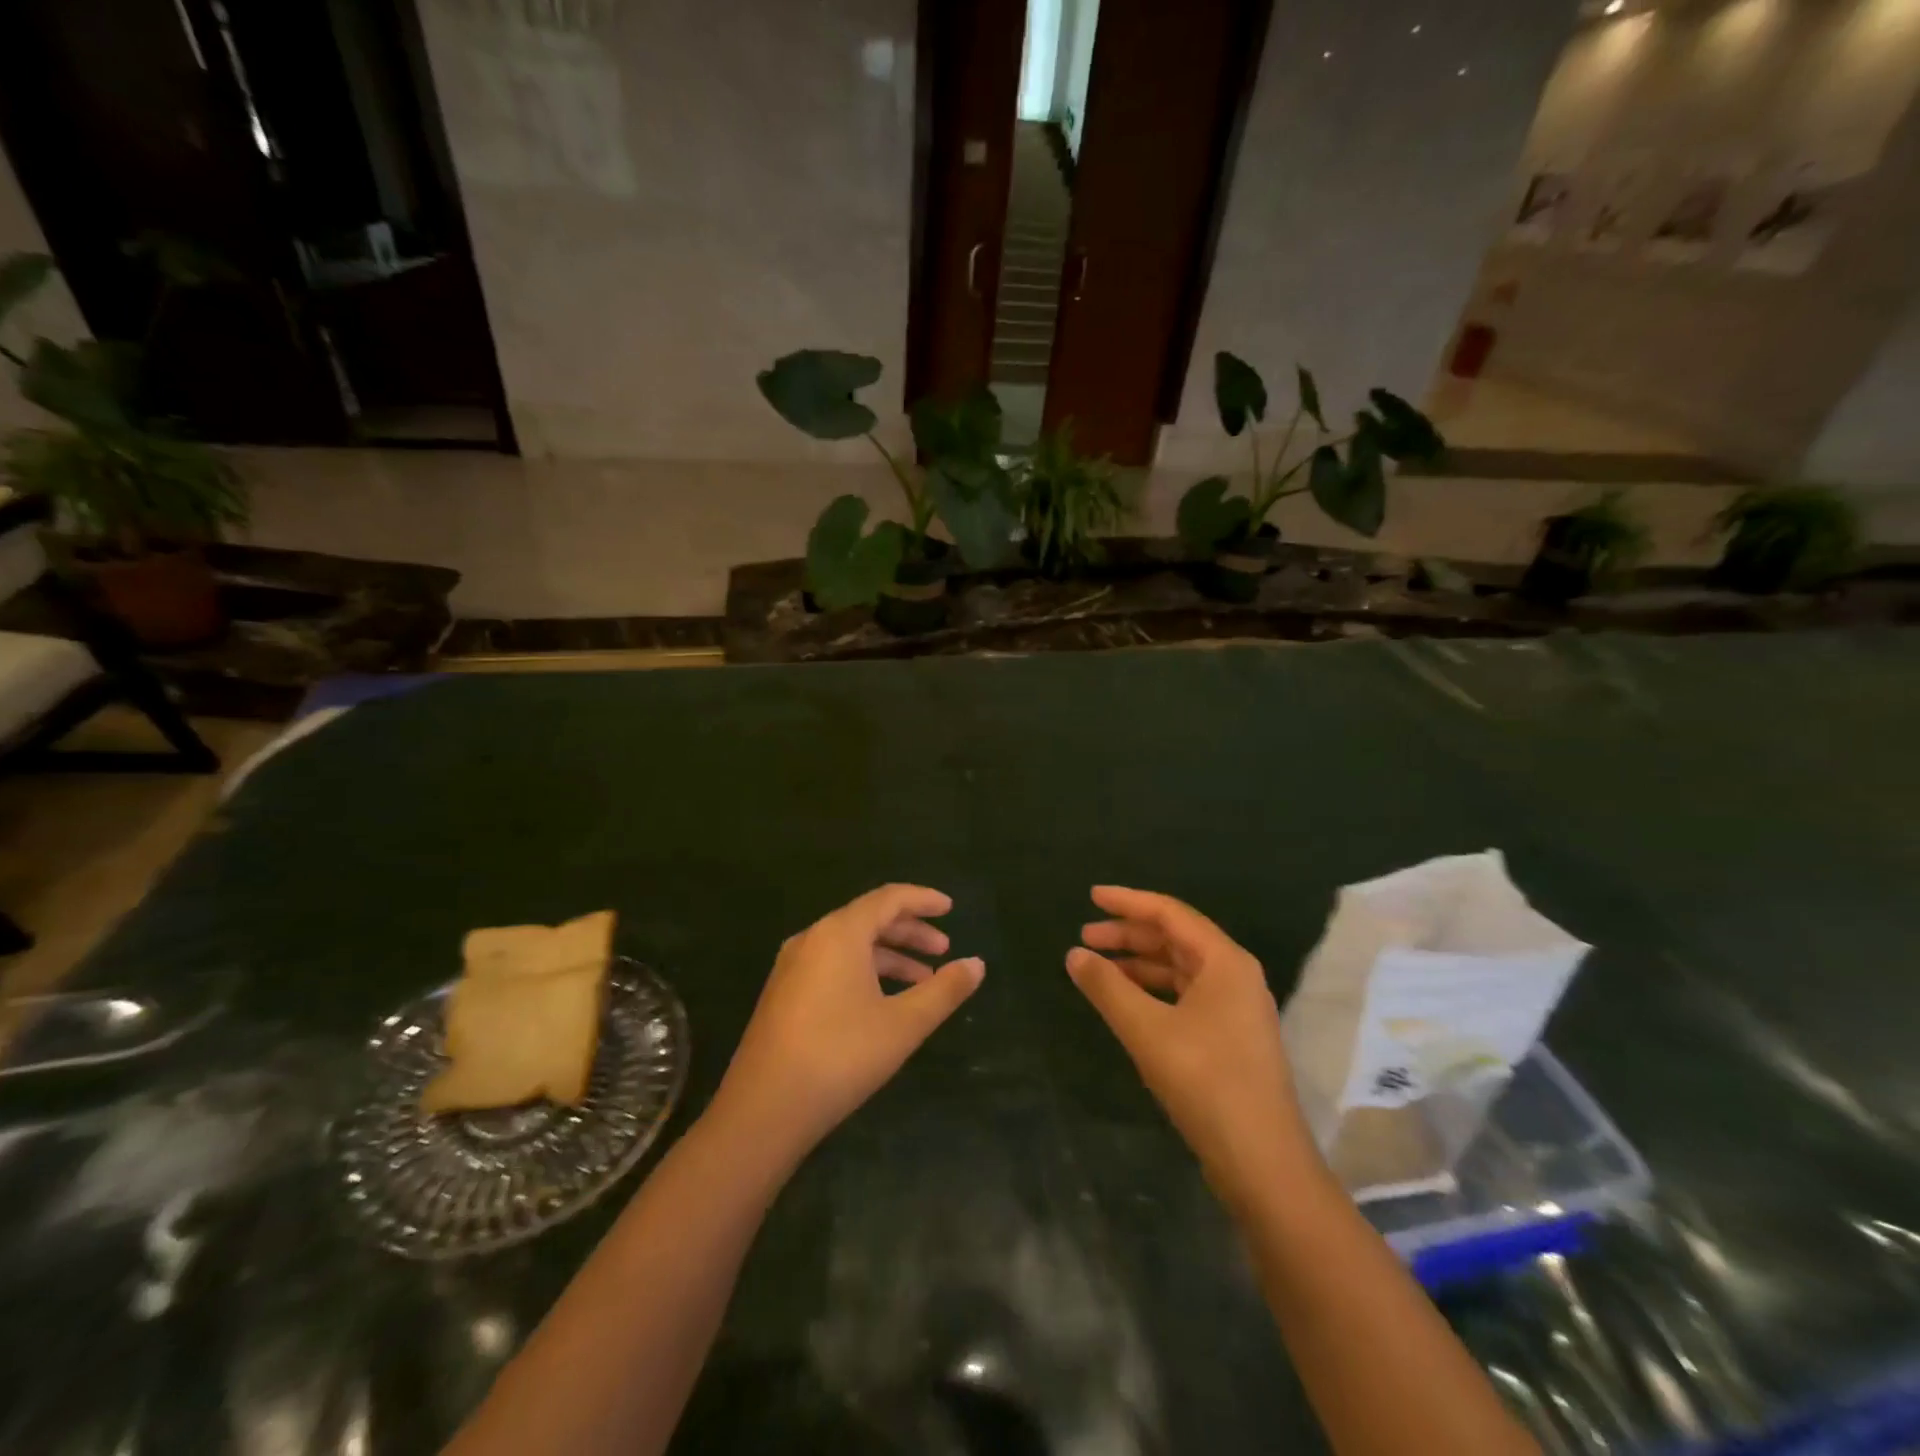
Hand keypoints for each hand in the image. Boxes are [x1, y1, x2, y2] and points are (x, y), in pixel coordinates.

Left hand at [709, 884, 983, 1160]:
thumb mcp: (903, 1024)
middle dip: (910, 931)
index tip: (951, 908)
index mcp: (840, 933)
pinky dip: (864, 971)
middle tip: (943, 949)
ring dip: (889, 955)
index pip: (888, 898)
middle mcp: (813, 938)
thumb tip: (977, 964)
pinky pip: (832, 964)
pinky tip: (883, 1001)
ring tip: (923, 979)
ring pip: (850, 945)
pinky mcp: (783, 993)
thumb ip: (944, 990)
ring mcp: (792, 966)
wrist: (763, 1110)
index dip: (923, 900)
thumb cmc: (841, 1056)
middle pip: (868, 919)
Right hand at [1067, 887, 1319, 1204]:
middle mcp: (1235, 975)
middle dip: (1129, 934)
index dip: (1128, 902)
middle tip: (1085, 936)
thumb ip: (1107, 987)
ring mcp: (1235, 1008)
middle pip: (1175, 938)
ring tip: (1098, 967)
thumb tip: (1074, 954)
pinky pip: (1184, 995)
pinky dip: (1152, 990)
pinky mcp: (1229, 1037)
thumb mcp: (1147, 1030)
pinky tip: (1126, 1001)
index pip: (1170, 914)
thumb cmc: (1206, 1082)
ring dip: (1139, 963)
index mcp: (1225, 961)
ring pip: (1179, 969)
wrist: (1262, 1162)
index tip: (1092, 896)